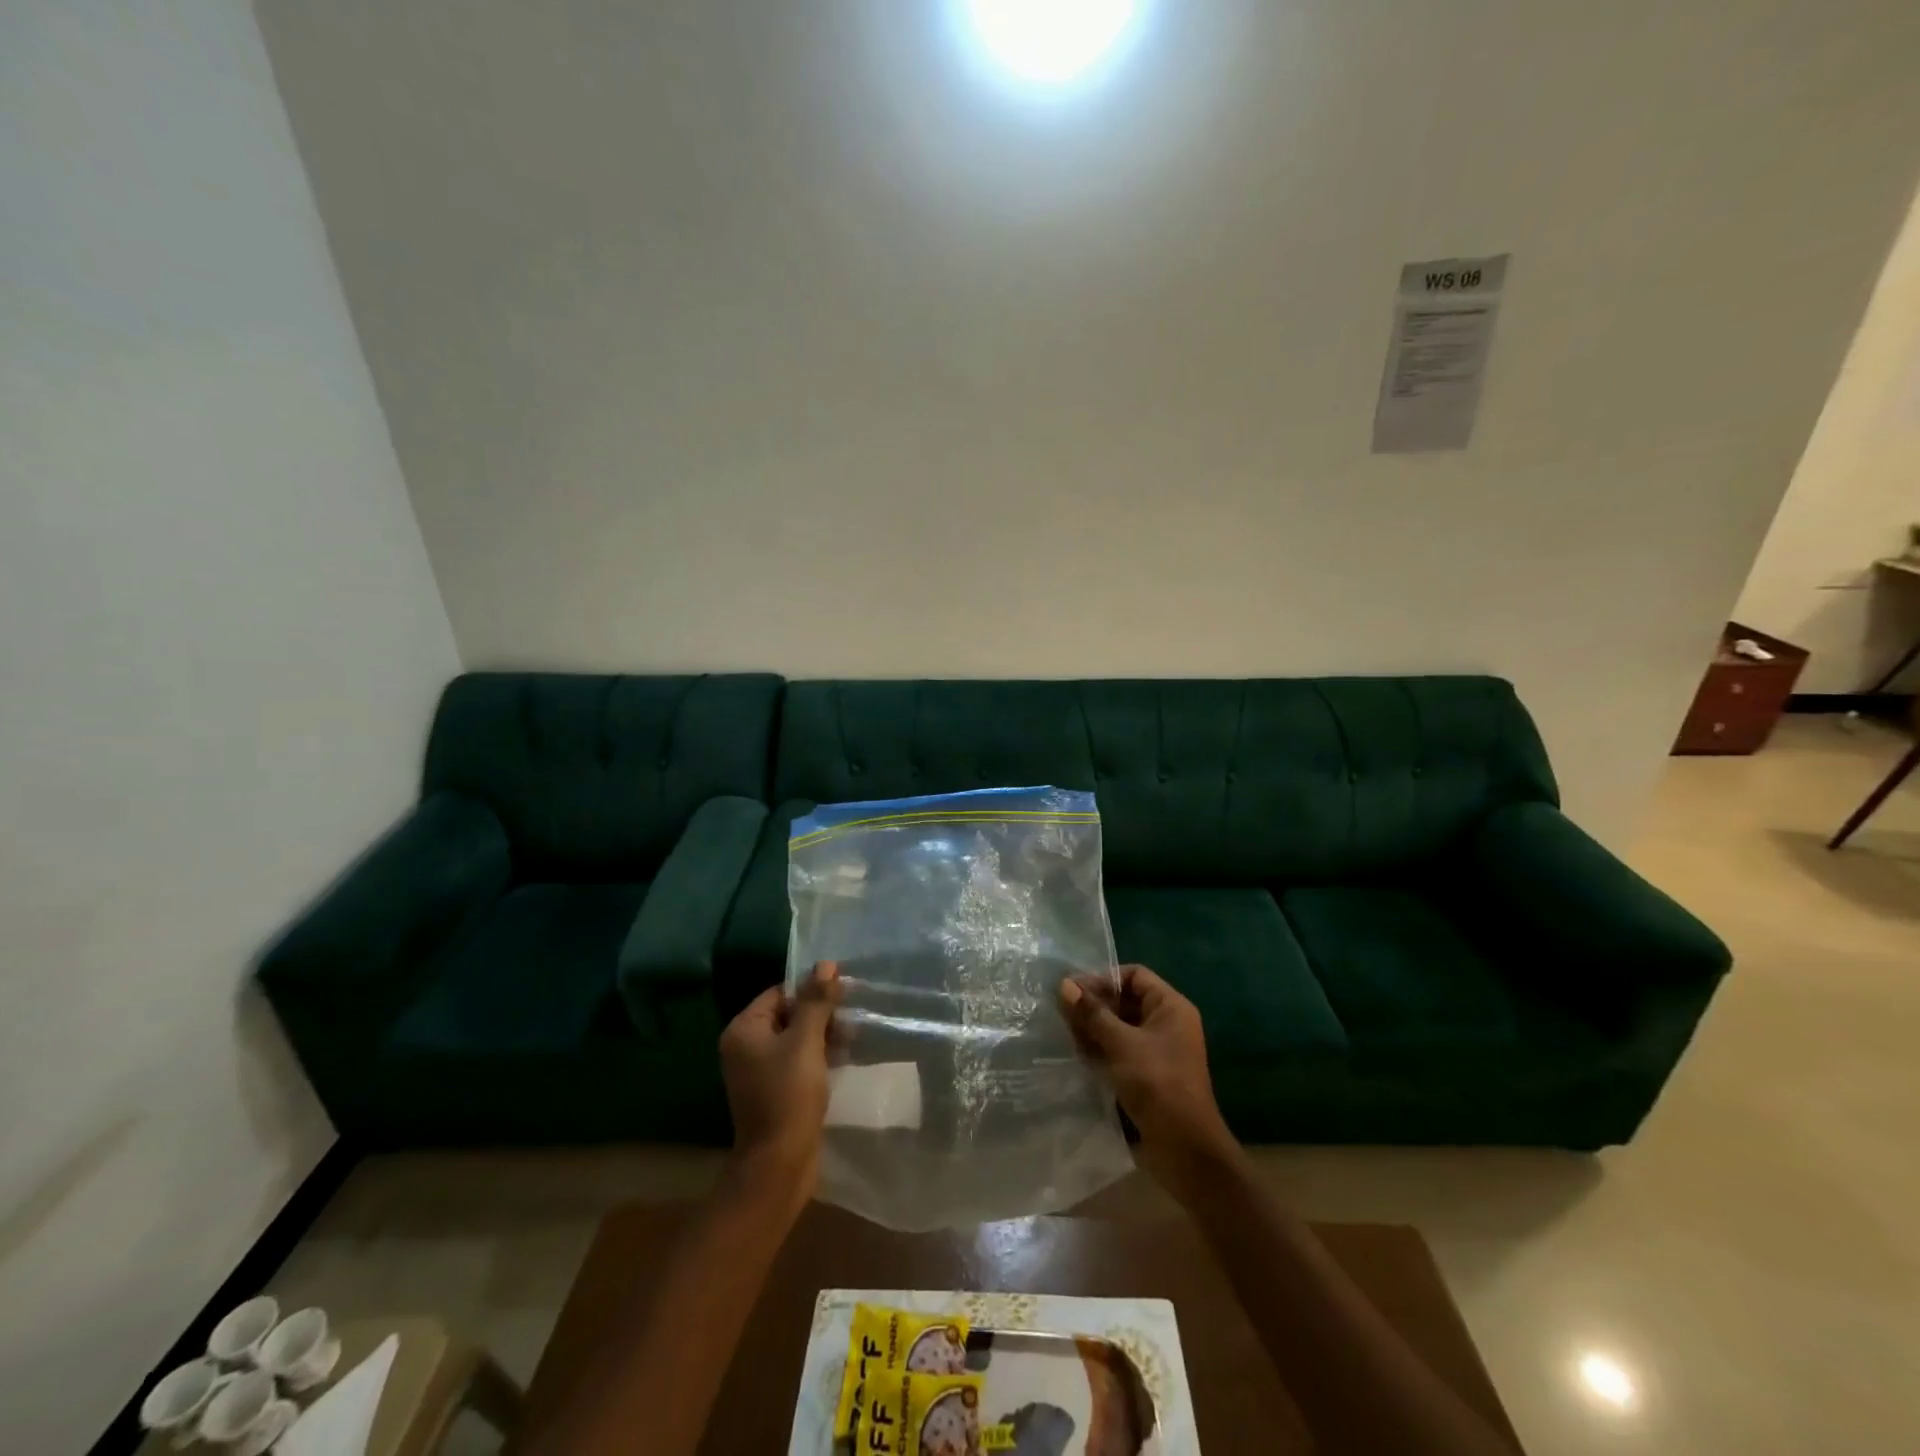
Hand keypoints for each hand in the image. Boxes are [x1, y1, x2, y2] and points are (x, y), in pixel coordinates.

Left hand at [719, 962, 841, 1202]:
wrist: (779, 1164)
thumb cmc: (789, 1095)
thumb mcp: (806, 1042)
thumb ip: (816, 1001)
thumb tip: (826, 964)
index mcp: (744, 1029)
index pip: (781, 993)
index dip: (812, 990)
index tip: (844, 993)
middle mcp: (745, 1046)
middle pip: (788, 1014)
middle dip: (821, 1014)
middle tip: (852, 1019)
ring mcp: (758, 1071)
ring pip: (796, 1038)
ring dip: (823, 1035)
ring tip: (853, 1039)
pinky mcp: (773, 1091)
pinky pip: (797, 1061)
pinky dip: (818, 1056)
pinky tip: (843, 1058)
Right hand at [1059, 965, 1238, 1195]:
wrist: (1186, 1150)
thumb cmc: (1158, 1085)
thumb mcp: (1122, 1044)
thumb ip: (1092, 1014)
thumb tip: (1064, 985)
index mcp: (1170, 1007)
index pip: (1134, 975)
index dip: (1104, 979)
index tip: (1074, 991)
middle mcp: (1166, 1023)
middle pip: (1125, 1000)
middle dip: (1095, 1005)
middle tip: (1063, 1014)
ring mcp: (1157, 1050)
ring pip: (1120, 1026)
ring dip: (1094, 1028)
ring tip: (1066, 1035)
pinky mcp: (1147, 1074)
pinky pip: (1120, 1049)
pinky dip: (1101, 1049)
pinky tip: (1078, 1055)